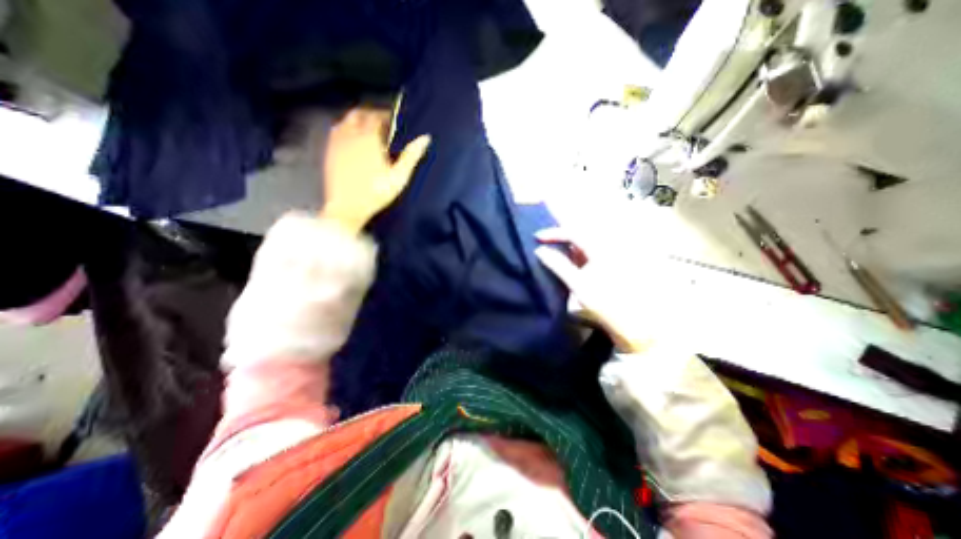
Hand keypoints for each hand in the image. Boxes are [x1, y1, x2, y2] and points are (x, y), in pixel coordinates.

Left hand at [321, 108, 429, 232]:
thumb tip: (425, 138)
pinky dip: (345, 130)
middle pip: (358, 114)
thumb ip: (411, 156)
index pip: (376, 117)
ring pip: (345, 121)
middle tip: (381, 124)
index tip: (393, 120)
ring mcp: (337, 143)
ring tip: (367, 130)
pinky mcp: (329, 153)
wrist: (347, 207)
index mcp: (369, 139)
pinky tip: (352, 141)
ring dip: (356, 121)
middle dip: (370, 115)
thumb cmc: (376, 193)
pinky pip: (336, 132)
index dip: (385, 115)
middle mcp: (350, 135)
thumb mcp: (399, 177)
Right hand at [537, 227, 668, 352]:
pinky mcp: (612, 264)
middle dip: (562, 234)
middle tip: (545, 238)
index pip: (574, 232)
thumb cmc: (604, 304)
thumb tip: (540, 250)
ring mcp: (612, 255)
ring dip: (569, 244)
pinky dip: (578, 253)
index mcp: (601, 249)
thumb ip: (558, 265)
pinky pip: (592, 251)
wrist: (633, 323)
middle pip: (581, 232)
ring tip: (554, 248)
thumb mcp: (577, 285)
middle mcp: (608, 247)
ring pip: (586, 241)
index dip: (554, 232)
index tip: (536, 237)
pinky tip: (571, 260)